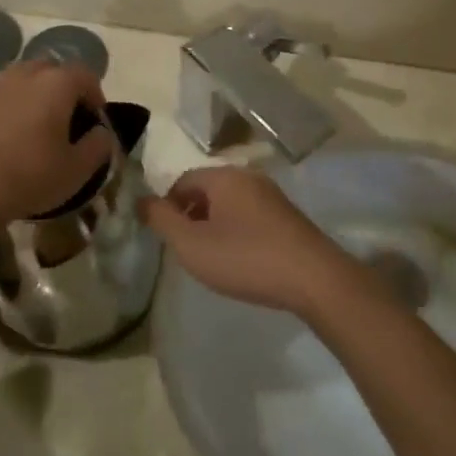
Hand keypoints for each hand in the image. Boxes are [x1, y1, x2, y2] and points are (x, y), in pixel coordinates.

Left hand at [0, 61, 113, 225]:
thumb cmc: (33, 175)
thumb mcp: (79, 169)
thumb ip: (99, 145)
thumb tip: (101, 132)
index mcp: (57, 84)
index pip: (85, 75)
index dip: (95, 94)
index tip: (95, 120)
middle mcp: (26, 75)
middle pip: (51, 68)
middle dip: (63, 86)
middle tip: (66, 116)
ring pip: (21, 76)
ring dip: (33, 91)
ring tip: (35, 120)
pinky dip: (5, 105)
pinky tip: (4, 129)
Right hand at [139, 167, 354, 314]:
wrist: (314, 279)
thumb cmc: (246, 258)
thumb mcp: (192, 245)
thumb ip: (162, 221)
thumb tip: (140, 199)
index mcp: (223, 177)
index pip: (183, 181)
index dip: (168, 207)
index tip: (167, 238)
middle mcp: (249, 177)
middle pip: (207, 190)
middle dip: (192, 216)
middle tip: (188, 250)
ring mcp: (273, 196)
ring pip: (230, 204)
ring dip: (215, 225)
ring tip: (213, 258)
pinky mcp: (289, 217)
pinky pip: (251, 216)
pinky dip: (238, 232)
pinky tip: (242, 260)